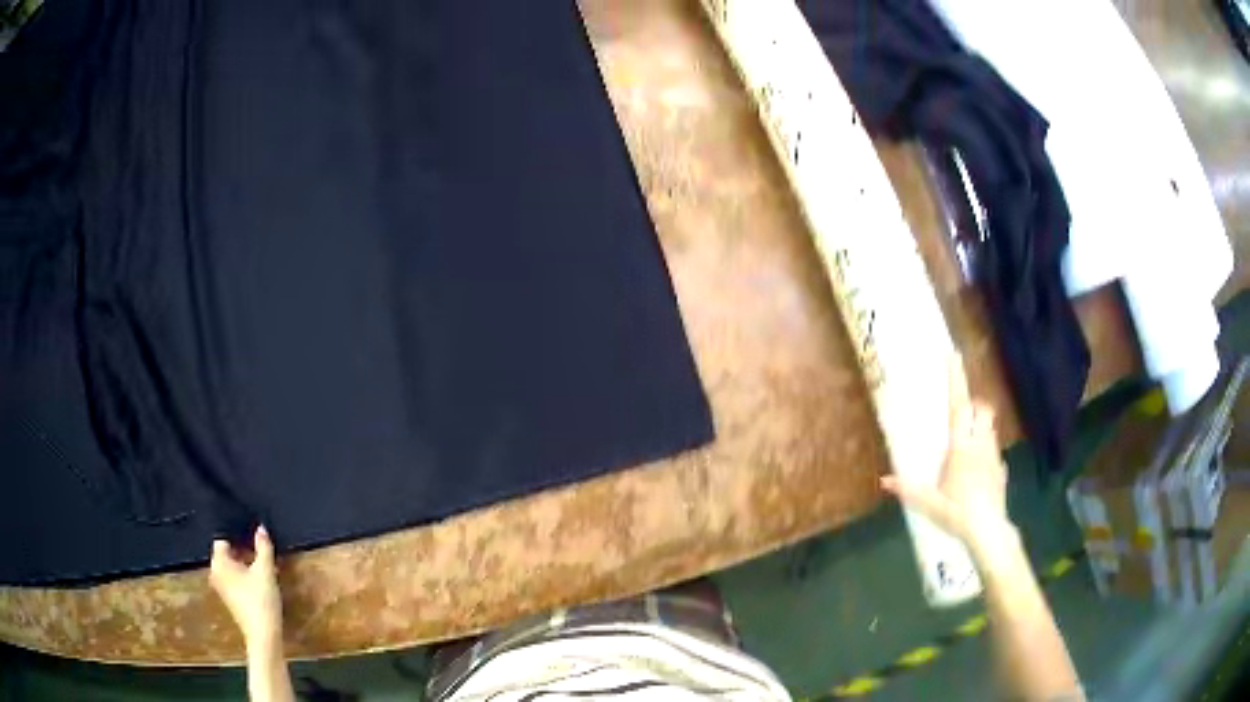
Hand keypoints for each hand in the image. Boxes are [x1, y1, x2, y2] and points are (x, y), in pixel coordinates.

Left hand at [210, 526, 282, 650]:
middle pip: (227, 554)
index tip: (254, 542)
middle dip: (244, 553)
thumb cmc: (261, 600)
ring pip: (232, 569)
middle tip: (262, 556)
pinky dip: (245, 579)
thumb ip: (263, 547)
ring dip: (246, 566)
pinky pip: (234, 581)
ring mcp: (221, 589)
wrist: (263, 635)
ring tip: (265, 571)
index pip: (223, 540)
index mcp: (219, 563)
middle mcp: (215, 573)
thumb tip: (261, 528)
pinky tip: (261, 586)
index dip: (238, 538)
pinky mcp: (230, 601)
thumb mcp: (265, 571)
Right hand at [881, 357, 1010, 554]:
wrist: (989, 532)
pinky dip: (987, 451)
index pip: (959, 407)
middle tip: (963, 410)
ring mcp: (994, 457)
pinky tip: (979, 469)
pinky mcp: (1001, 471)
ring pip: (991, 428)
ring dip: (981, 426)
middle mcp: (980, 445)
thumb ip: (909, 489)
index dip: (956, 380)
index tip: (953, 354)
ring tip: (968, 439)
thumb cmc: (958, 514)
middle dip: (975, 404)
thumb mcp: (930, 504)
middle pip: (983, 410)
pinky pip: (995, 452)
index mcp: (961, 448)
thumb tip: (884, 480)